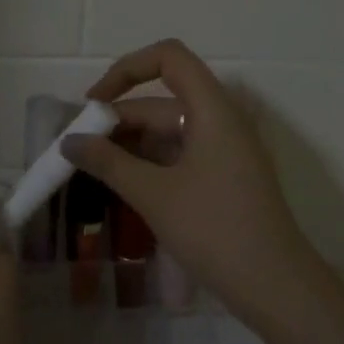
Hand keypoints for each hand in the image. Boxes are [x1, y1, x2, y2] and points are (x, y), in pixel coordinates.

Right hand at [62, 39, 332, 328]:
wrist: (275, 285)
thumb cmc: (214, 229)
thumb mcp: (154, 194)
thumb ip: (108, 163)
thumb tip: (69, 142)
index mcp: (212, 108)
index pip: (168, 58)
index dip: (126, 70)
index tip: (93, 104)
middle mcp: (222, 119)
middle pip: (163, 101)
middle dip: (118, 120)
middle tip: (77, 149)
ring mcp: (226, 149)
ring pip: (170, 131)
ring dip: (131, 145)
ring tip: (92, 170)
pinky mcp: (225, 176)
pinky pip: (181, 155)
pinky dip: (151, 164)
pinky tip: (123, 185)